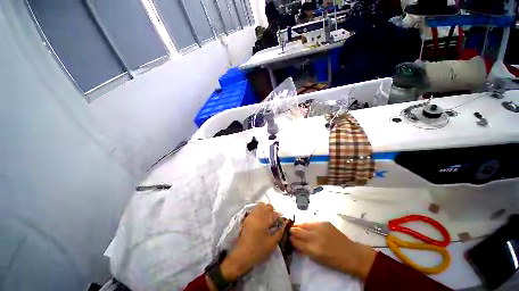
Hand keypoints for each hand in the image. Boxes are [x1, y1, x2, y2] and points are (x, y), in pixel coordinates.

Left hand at [218, 204, 285, 280]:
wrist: (242, 255)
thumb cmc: (258, 250)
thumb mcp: (272, 243)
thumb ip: (279, 232)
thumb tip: (283, 225)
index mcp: (264, 220)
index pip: (274, 212)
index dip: (278, 216)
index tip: (280, 220)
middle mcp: (257, 215)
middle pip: (266, 206)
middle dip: (272, 210)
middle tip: (274, 219)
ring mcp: (251, 215)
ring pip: (260, 206)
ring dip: (265, 209)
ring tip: (267, 218)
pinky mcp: (247, 218)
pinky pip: (255, 209)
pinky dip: (259, 211)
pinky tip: (261, 219)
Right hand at [290, 222, 375, 279]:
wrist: (352, 254)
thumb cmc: (334, 261)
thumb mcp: (318, 260)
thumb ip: (305, 250)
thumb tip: (295, 243)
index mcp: (313, 249)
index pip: (296, 241)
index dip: (290, 239)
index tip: (287, 237)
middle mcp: (315, 236)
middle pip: (297, 231)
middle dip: (292, 230)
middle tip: (289, 230)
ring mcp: (320, 227)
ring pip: (303, 224)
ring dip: (298, 225)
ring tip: (295, 226)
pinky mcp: (324, 222)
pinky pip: (312, 222)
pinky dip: (307, 224)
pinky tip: (306, 225)